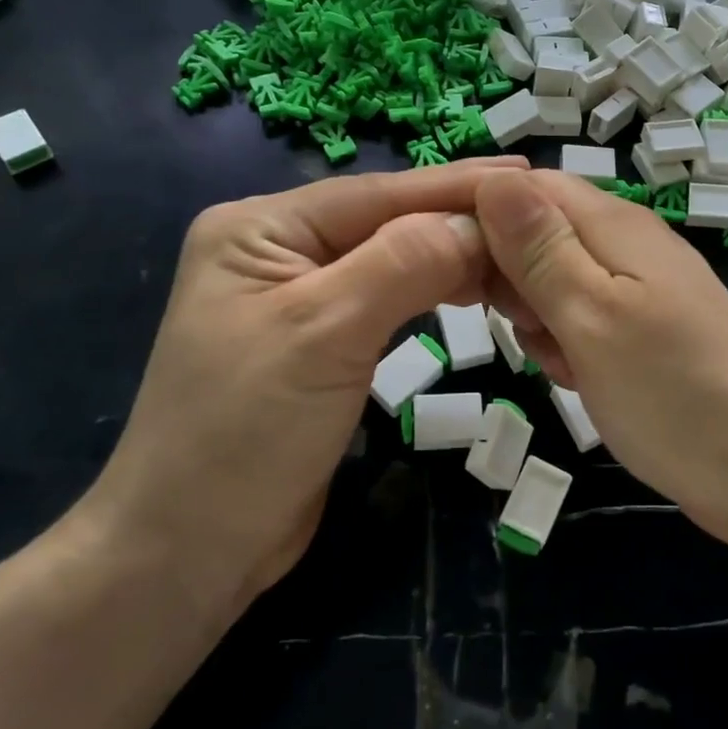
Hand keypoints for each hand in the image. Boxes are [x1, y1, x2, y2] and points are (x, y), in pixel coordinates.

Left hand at [72, 157, 528, 627]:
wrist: (189, 552)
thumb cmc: (245, 433)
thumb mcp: (325, 333)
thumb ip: (403, 263)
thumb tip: (480, 222)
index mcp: (260, 227)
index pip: (377, 194)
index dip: (456, 186)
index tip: (527, 176)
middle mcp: (278, 249)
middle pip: (386, 222)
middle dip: (459, 222)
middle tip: (538, 216)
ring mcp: (298, 296)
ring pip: (392, 259)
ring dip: (453, 257)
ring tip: (519, 250)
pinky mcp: (320, 340)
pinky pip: (388, 299)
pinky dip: (433, 292)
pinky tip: (474, 286)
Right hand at [474, 168, 727, 557]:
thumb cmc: (677, 393)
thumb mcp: (593, 317)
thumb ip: (539, 249)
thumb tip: (491, 179)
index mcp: (612, 225)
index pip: (523, 186)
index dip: (475, 211)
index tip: (436, 260)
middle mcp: (624, 246)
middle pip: (535, 234)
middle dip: (508, 278)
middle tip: (520, 327)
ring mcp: (636, 292)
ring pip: (552, 284)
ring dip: (537, 320)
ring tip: (559, 361)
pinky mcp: (642, 334)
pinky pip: (580, 322)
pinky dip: (566, 347)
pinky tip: (580, 380)